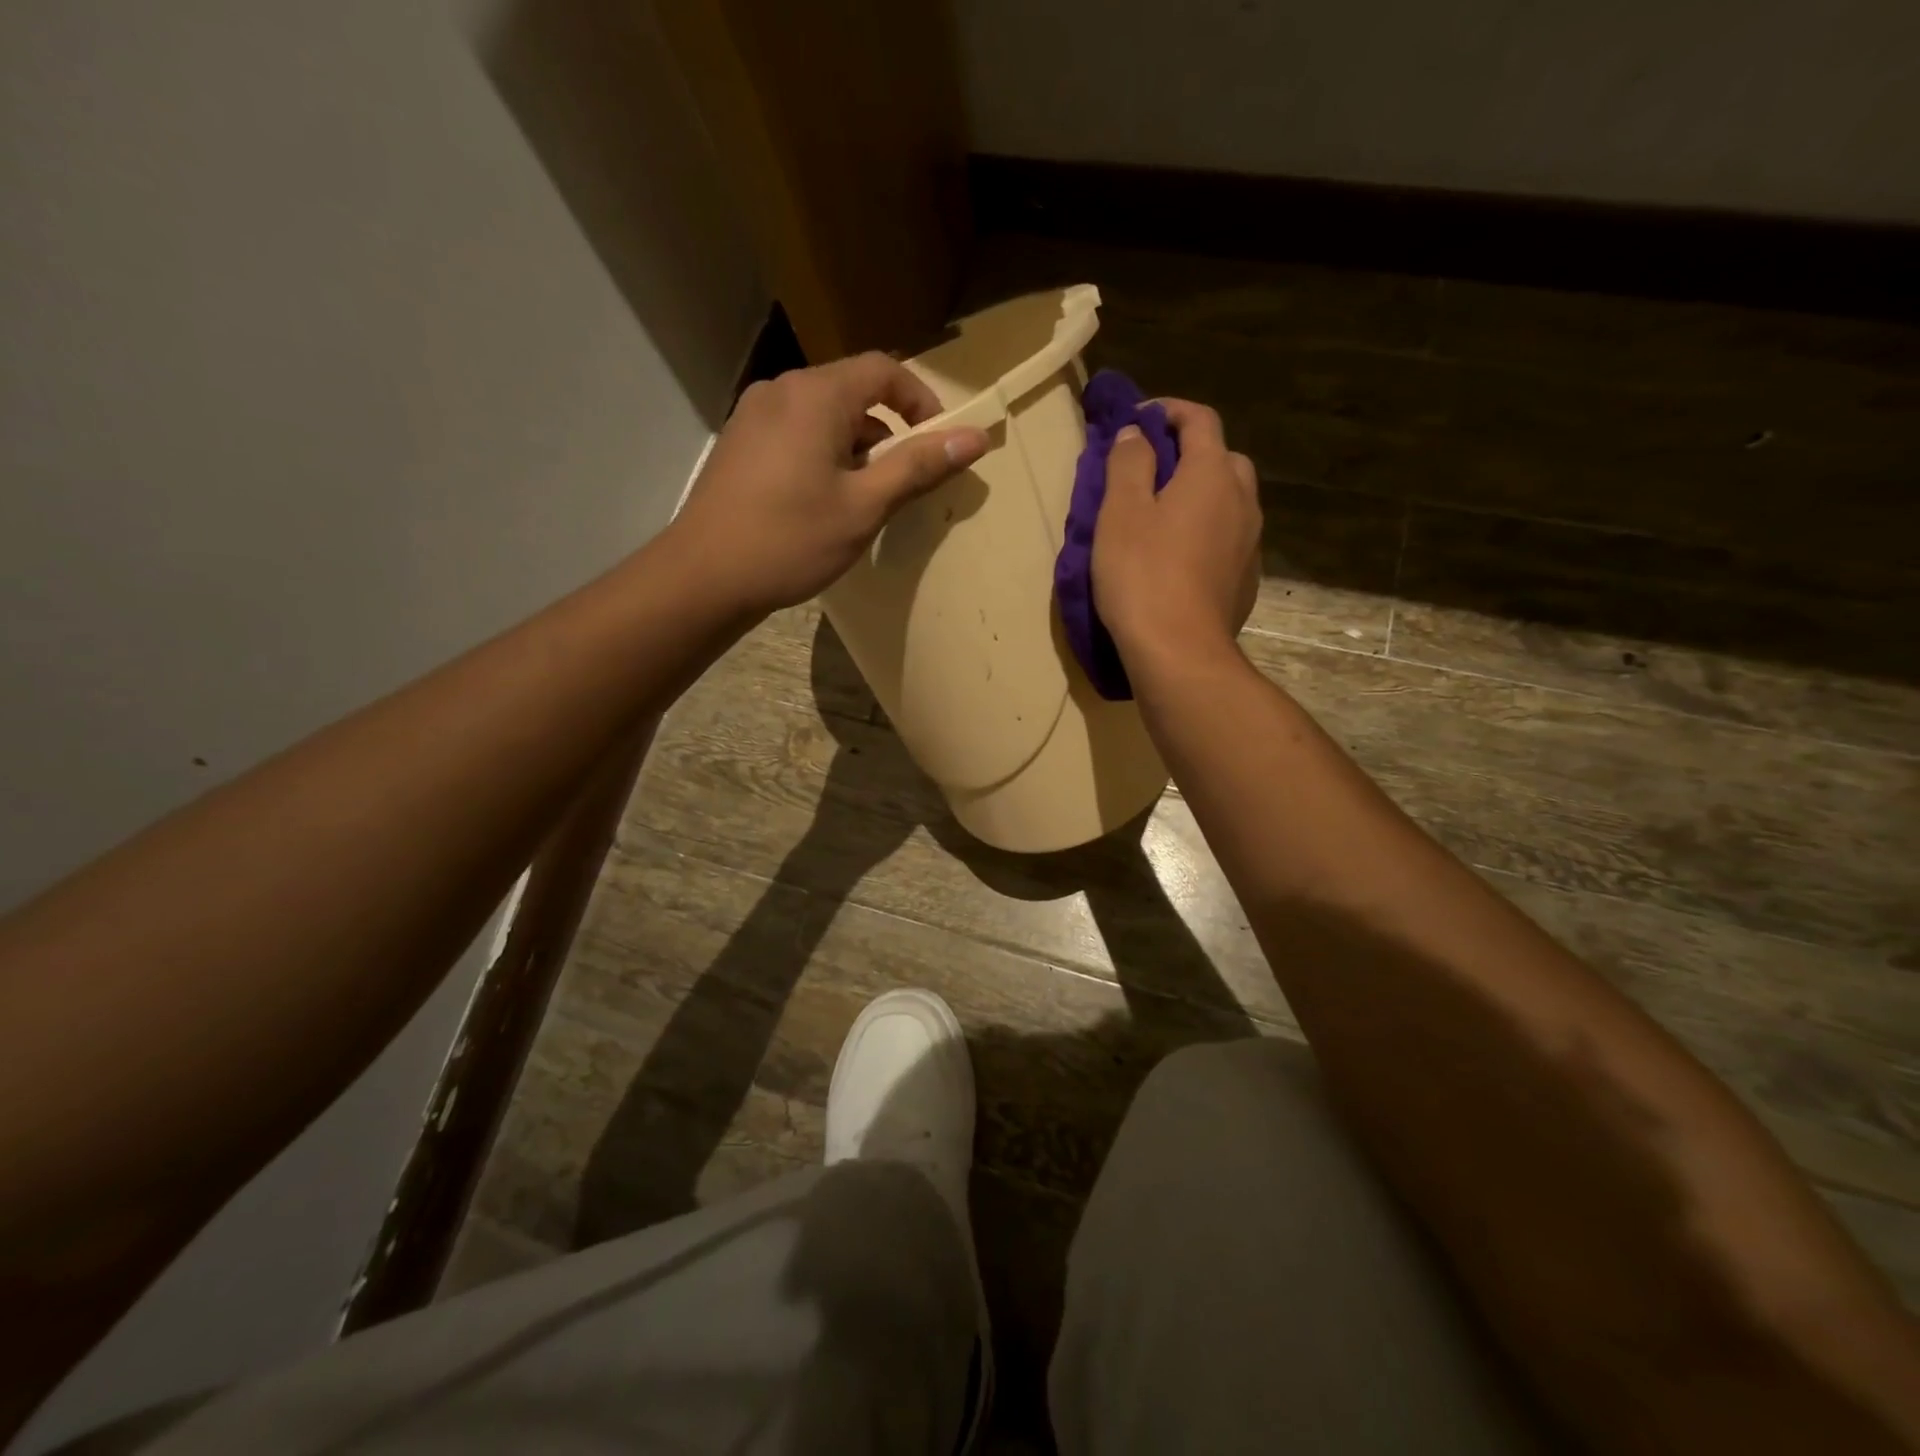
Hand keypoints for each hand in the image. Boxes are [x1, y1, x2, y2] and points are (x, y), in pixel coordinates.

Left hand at [667, 353, 988, 618]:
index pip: (883, 370)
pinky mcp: (739, 443)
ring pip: (823, 415)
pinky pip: (795, 433)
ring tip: (866, 498)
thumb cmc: (791, 540)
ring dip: (856, 446)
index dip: (920, 401)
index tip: (939, 444)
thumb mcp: (864, 506)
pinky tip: (823, 501)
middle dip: (888, 429)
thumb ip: (918, 467)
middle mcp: (781, 390)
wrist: (705, 576)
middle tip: (905, 481)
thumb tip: (975, 438)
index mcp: (815, 395)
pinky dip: (823, 454)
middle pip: (852, 391)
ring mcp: (753, 416)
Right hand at [1093, 398, 1261, 659]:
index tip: (1137, 419)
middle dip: (1189, 454)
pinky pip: (1229, 539)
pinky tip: (1180, 559)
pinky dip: (1207, 533)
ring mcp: (1251, 543)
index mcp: (1212, 473)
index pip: (1200, 419)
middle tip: (1151, 472)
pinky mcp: (1247, 580)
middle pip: (1222, 459)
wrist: (1180, 651)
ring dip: (1200, 496)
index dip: (1168, 411)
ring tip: (1163, 518)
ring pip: (1229, 501)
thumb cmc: (1143, 575)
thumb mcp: (1120, 512)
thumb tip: (1136, 433)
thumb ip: (1128, 463)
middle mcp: (1243, 500)